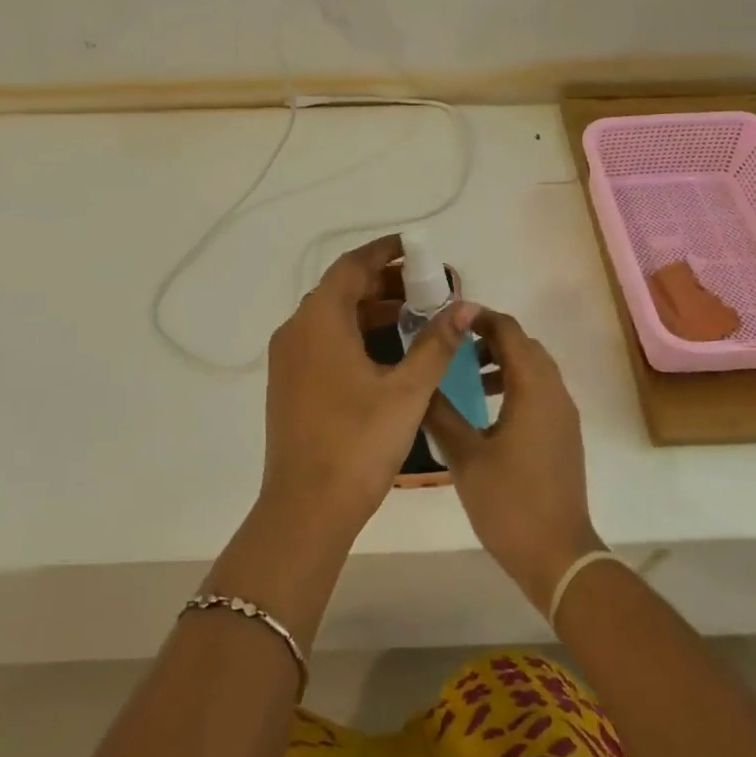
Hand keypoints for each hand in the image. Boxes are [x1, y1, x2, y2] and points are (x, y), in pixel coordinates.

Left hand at [262, 234, 475, 539]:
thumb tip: (466, 306)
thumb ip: (436, 344)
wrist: (306, 508)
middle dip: (384, 283)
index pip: (352, 266)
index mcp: (320, 320)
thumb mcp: (407, 391)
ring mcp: (288, 358)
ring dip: (371, 311)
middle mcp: (297, 330)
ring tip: (416, 316)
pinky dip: (355, 334)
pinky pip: (323, 340)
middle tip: (427, 287)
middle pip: (341, 289)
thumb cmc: (359, 442)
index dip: (385, 253)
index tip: (416, 248)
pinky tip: (388, 352)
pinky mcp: (289, 383)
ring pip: (332, 317)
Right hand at [427, 310, 602, 610]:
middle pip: (524, 345)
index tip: (448, 318)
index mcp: (533, 388)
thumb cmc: (509, 502)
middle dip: (490, 338)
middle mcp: (554, 392)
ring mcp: (563, 415)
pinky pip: (540, 391)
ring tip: (467, 379)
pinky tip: (486, 411)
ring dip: (503, 362)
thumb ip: (440, 413)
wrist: (558, 555)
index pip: (509, 331)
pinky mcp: (563, 434)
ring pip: (534, 369)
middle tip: (453, 347)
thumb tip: (419, 383)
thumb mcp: (465, 456)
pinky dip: (515, 384)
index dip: (479, 317)